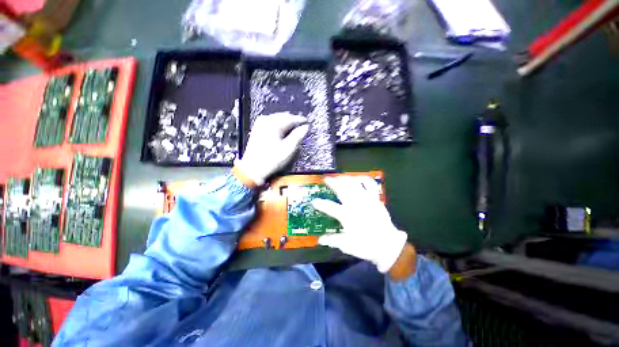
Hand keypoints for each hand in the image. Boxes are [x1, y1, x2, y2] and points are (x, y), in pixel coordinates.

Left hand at [235, 112, 308, 186]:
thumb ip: (299, 136)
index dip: (302, 121)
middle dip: (293, 121)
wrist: (253, 169)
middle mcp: (266, 121)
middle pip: (284, 116)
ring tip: (293, 130)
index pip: (292, 118)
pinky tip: (282, 132)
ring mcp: (260, 124)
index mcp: (274, 124)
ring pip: (277, 119)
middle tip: (301, 127)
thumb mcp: (289, 149)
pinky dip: (279, 126)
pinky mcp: (257, 130)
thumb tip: (305, 127)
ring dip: (286, 123)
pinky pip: (271, 123)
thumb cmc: (271, 160)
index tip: (307, 123)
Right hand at [312, 176, 408, 272]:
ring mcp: (366, 199)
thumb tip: (320, 240)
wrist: (388, 245)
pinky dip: (363, 179)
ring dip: (344, 178)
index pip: (329, 207)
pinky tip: (357, 178)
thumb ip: (332, 240)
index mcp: (347, 216)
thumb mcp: (347, 245)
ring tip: (338, 176)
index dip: (320, 203)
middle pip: (341, 189)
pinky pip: (370, 184)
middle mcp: (355, 205)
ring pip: (354, 184)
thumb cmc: (366, 245)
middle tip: (325, 178)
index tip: (314, 201)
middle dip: (332, 182)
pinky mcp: (375, 198)